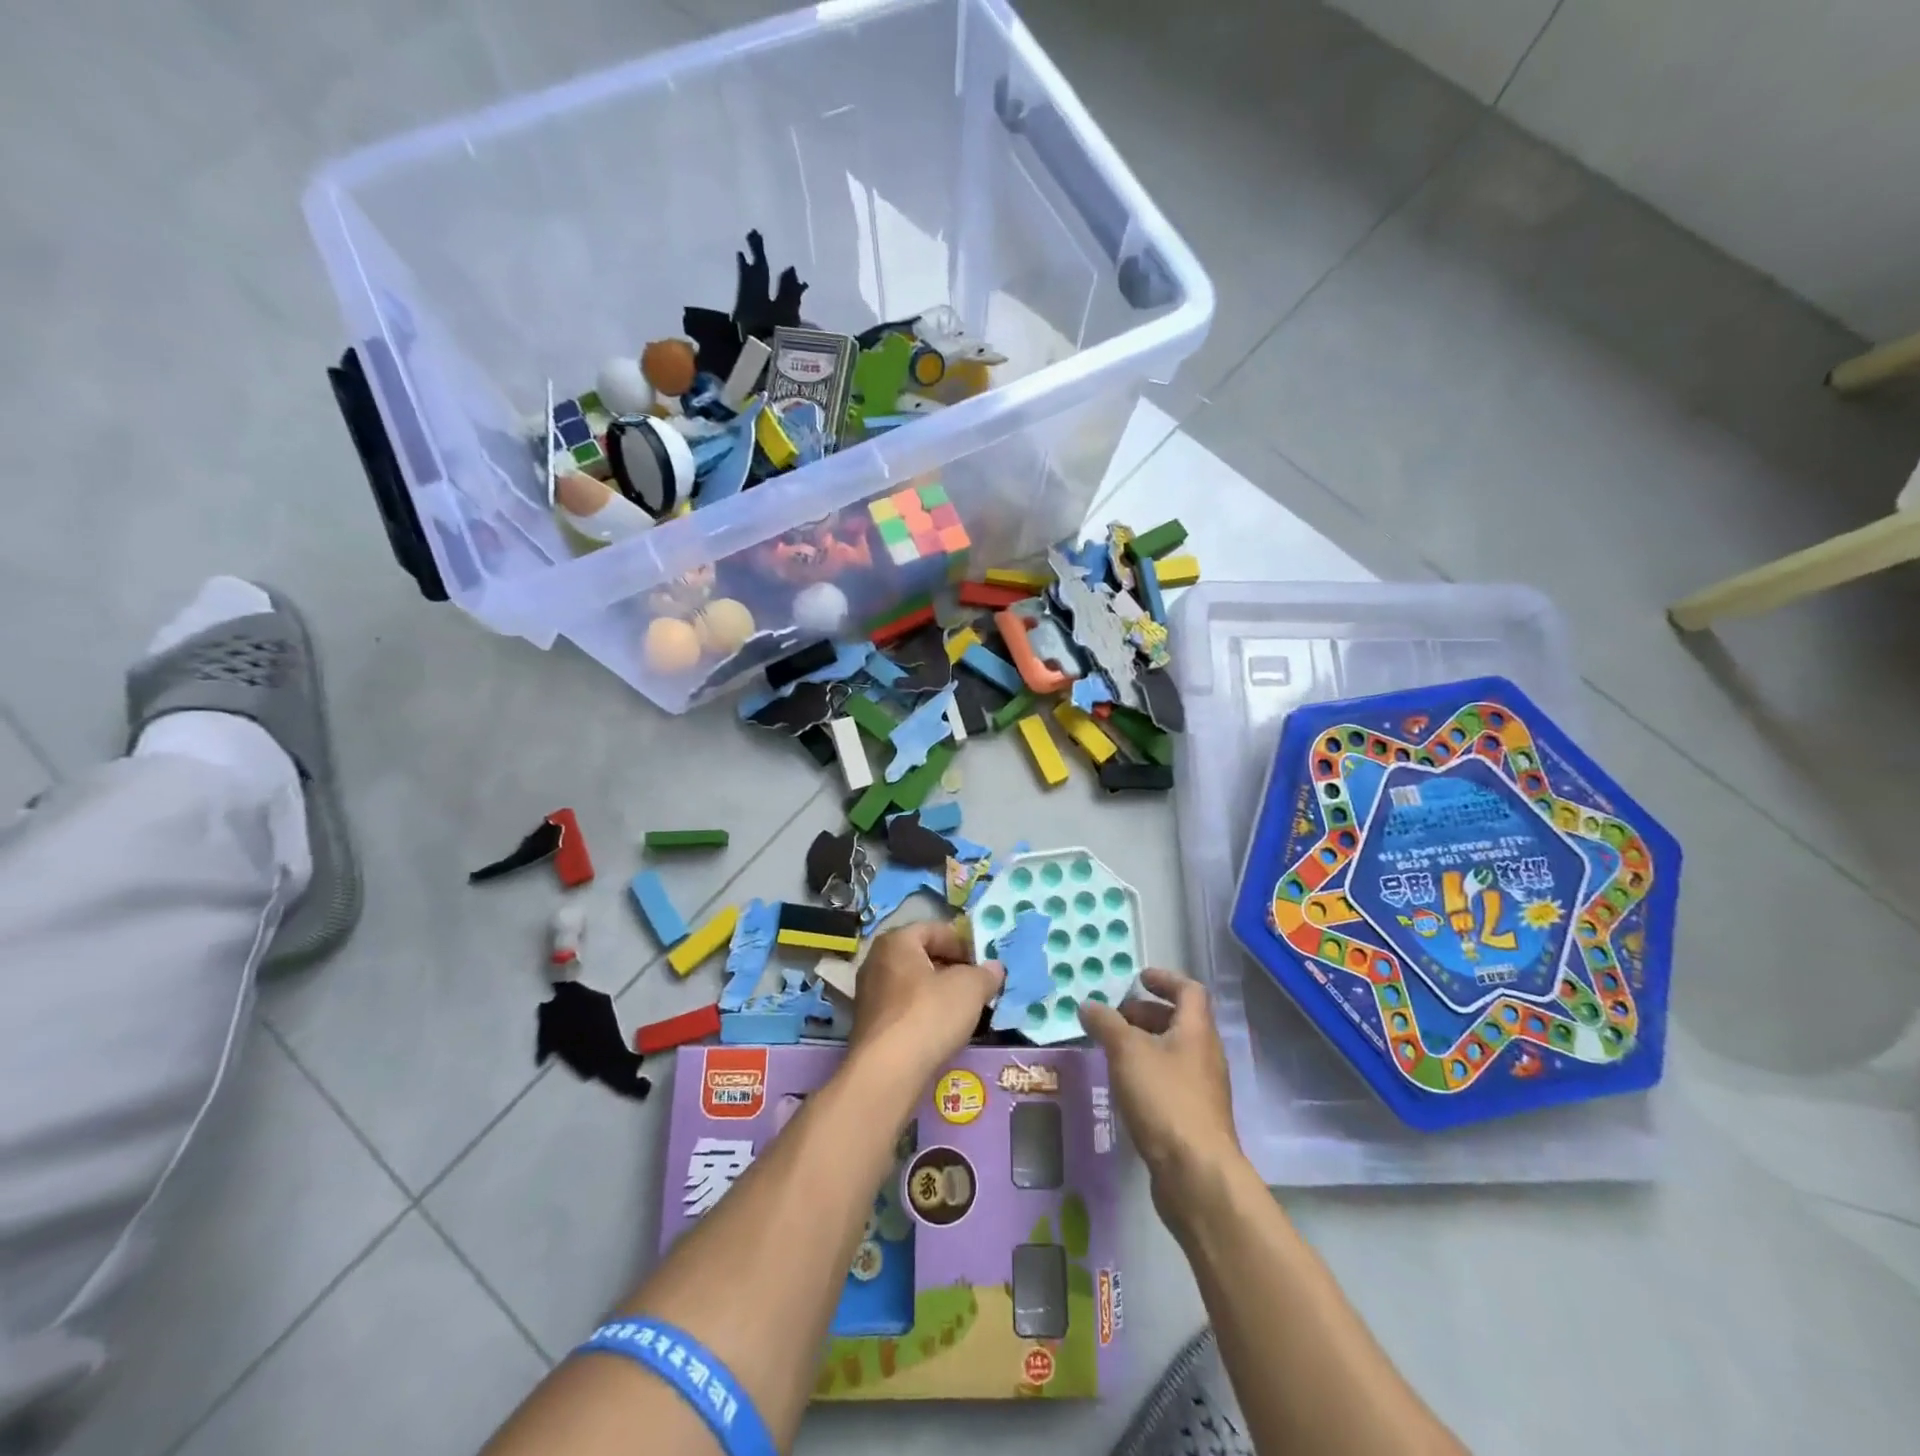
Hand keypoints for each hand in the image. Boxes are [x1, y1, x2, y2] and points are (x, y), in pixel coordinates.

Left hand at [850, 922, 1003, 1086]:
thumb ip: (985, 974)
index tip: (981, 964)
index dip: (961, 943)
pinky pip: (902, 1008)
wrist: (888, 1071)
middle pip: (921, 956)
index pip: (933, 929)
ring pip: (912, 984)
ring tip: (963, 1010)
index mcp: (896, 942)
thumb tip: (994, 967)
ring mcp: (868, 994)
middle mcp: (876, 961)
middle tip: (975, 986)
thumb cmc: (929, 1014)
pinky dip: (922, 1014)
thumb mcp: (970, 988)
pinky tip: (940, 1031)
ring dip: (937, 993)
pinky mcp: (869, 1025)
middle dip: (950, 968)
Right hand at [1079, 968, 1241, 1191]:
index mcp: (1196, 1031)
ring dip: (1144, 1044)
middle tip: (1115, 1017)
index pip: (1188, 990)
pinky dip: (1147, 1072)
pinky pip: (1170, 1081)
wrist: (1197, 1174)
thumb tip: (1088, 1005)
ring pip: (1173, 1052)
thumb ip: (1106, 1024)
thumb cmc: (1165, 1099)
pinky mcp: (1194, 1118)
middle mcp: (1205, 1055)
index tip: (1138, 978)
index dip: (1164, 979)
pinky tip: (1123, 1086)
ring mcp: (1203, 1089)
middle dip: (1146, 1013)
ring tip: (1111, 1050)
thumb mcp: (1127, 1052)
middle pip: (1180, 1021)